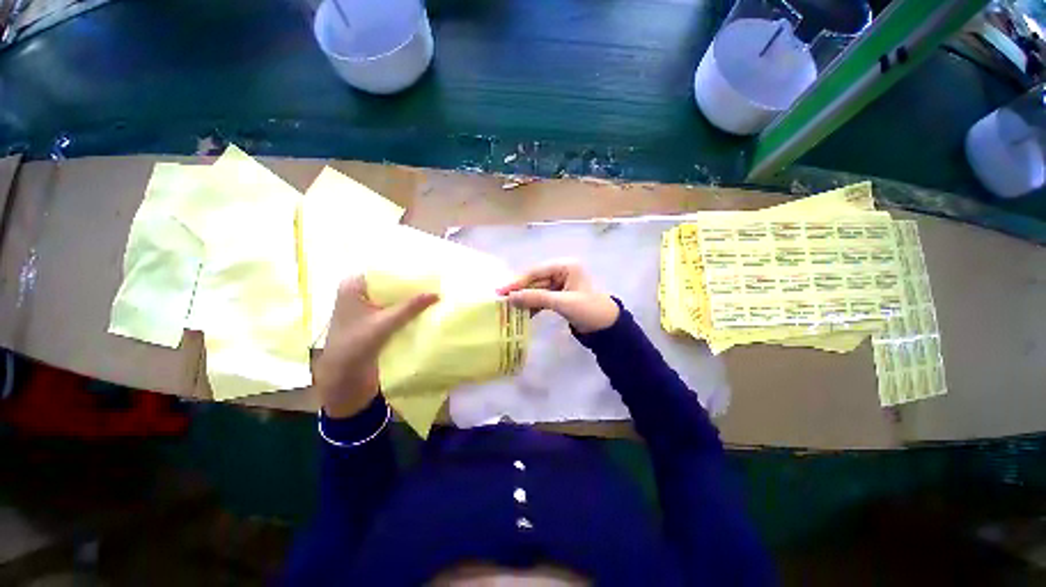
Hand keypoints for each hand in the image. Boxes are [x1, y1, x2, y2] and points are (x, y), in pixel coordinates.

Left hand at [314, 276, 438, 418]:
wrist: (343, 376)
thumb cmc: (356, 344)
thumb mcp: (385, 323)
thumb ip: (411, 307)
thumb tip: (437, 293)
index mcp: (353, 286)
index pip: (382, 271)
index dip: (404, 270)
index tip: (426, 269)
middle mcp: (358, 293)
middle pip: (388, 284)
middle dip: (409, 285)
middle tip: (434, 280)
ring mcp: (365, 307)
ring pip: (391, 297)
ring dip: (409, 298)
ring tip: (432, 291)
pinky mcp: (372, 320)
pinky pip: (392, 308)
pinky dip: (405, 309)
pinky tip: (423, 307)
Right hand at [497, 260, 618, 333]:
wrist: (607, 327)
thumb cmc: (589, 310)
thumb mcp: (562, 303)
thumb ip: (536, 298)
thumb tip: (510, 298)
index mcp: (565, 266)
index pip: (536, 272)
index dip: (518, 282)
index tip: (501, 291)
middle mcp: (561, 271)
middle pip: (535, 280)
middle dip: (520, 291)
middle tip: (501, 300)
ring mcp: (560, 283)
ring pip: (537, 290)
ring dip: (525, 299)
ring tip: (508, 308)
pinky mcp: (559, 295)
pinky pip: (542, 298)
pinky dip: (533, 305)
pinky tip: (522, 313)